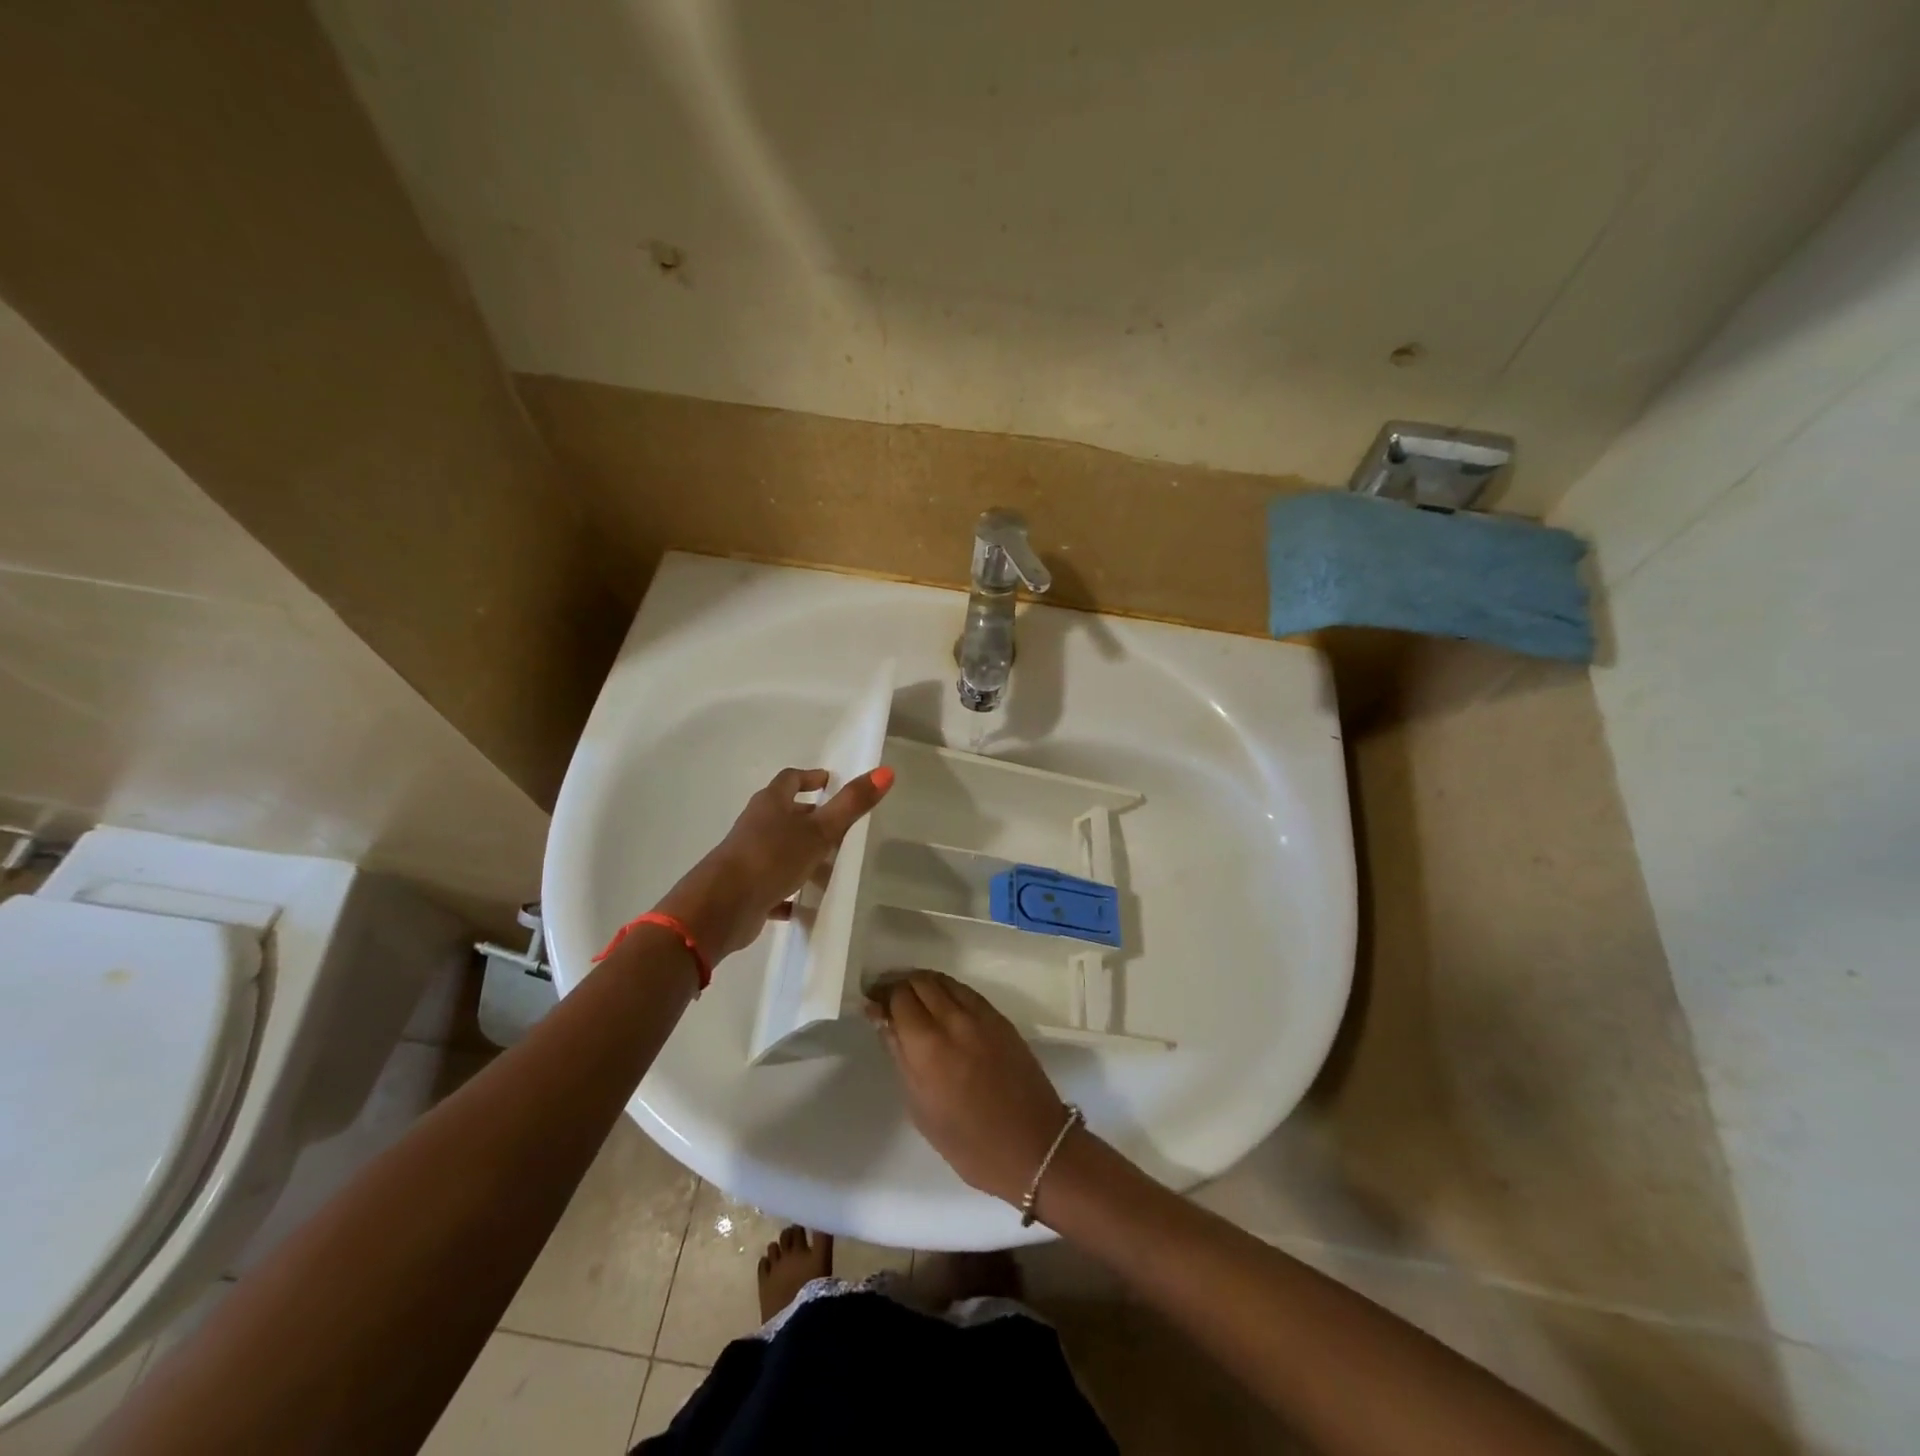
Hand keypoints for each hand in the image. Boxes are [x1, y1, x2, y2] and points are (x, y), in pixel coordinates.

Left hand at [655, 765, 893, 961]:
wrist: (722, 907)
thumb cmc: (772, 857)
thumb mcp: (820, 830)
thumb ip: (851, 804)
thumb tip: (886, 771)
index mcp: (771, 804)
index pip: (790, 780)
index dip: (809, 778)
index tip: (828, 781)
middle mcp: (756, 826)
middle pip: (784, 814)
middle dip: (808, 816)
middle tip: (837, 824)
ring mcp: (748, 857)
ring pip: (779, 849)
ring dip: (801, 853)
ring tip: (830, 865)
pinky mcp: (747, 888)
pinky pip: (773, 885)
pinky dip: (789, 890)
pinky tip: (806, 904)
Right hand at [865, 971, 1070, 1206]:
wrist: (1033, 1146)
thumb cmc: (968, 1142)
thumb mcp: (919, 1106)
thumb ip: (899, 1055)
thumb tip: (881, 1018)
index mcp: (928, 1046)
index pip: (899, 997)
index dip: (882, 996)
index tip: (872, 1003)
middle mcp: (954, 1020)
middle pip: (920, 982)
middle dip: (900, 985)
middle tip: (888, 1000)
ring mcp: (981, 1015)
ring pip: (944, 980)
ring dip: (923, 983)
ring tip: (912, 999)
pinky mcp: (1000, 1017)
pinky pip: (966, 991)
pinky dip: (947, 990)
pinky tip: (941, 1005)